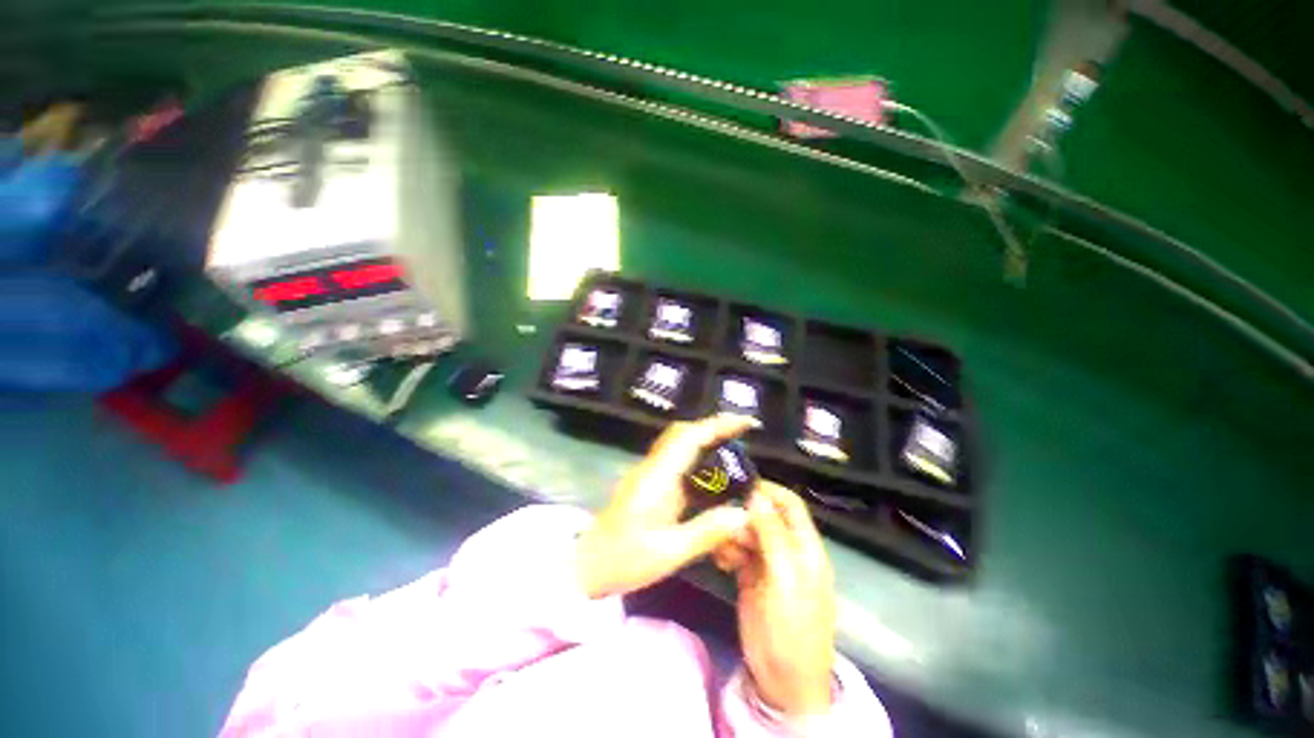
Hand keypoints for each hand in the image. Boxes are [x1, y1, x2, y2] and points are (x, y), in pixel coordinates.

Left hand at [576, 414, 758, 598]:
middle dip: (713, 428)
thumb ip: (707, 531)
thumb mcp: (668, 552)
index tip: (745, 423)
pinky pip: (677, 461)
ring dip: (705, 440)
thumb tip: (744, 514)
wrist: (584, 566)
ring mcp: (649, 474)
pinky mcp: (648, 484)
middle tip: (742, 436)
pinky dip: (697, 458)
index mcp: (657, 477)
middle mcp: (653, 468)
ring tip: (734, 452)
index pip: (689, 437)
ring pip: (679, 444)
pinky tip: (712, 476)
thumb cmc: (622, 560)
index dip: (718, 425)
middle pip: (683, 433)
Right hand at [728, 483, 836, 715]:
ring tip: (719, 545)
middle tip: (719, 515)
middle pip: (765, 516)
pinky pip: (737, 551)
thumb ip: (772, 536)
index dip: (769, 490)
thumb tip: (757, 496)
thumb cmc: (792, 630)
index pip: (790, 505)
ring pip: (748, 532)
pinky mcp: (751, 576)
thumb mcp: (786, 580)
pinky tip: (719, 559)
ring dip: (732, 532)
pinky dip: (727, 550)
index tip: (740, 483)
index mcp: (805, 548)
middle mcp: (787, 550)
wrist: (783, 683)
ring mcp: (768, 563)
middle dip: (743, 512)